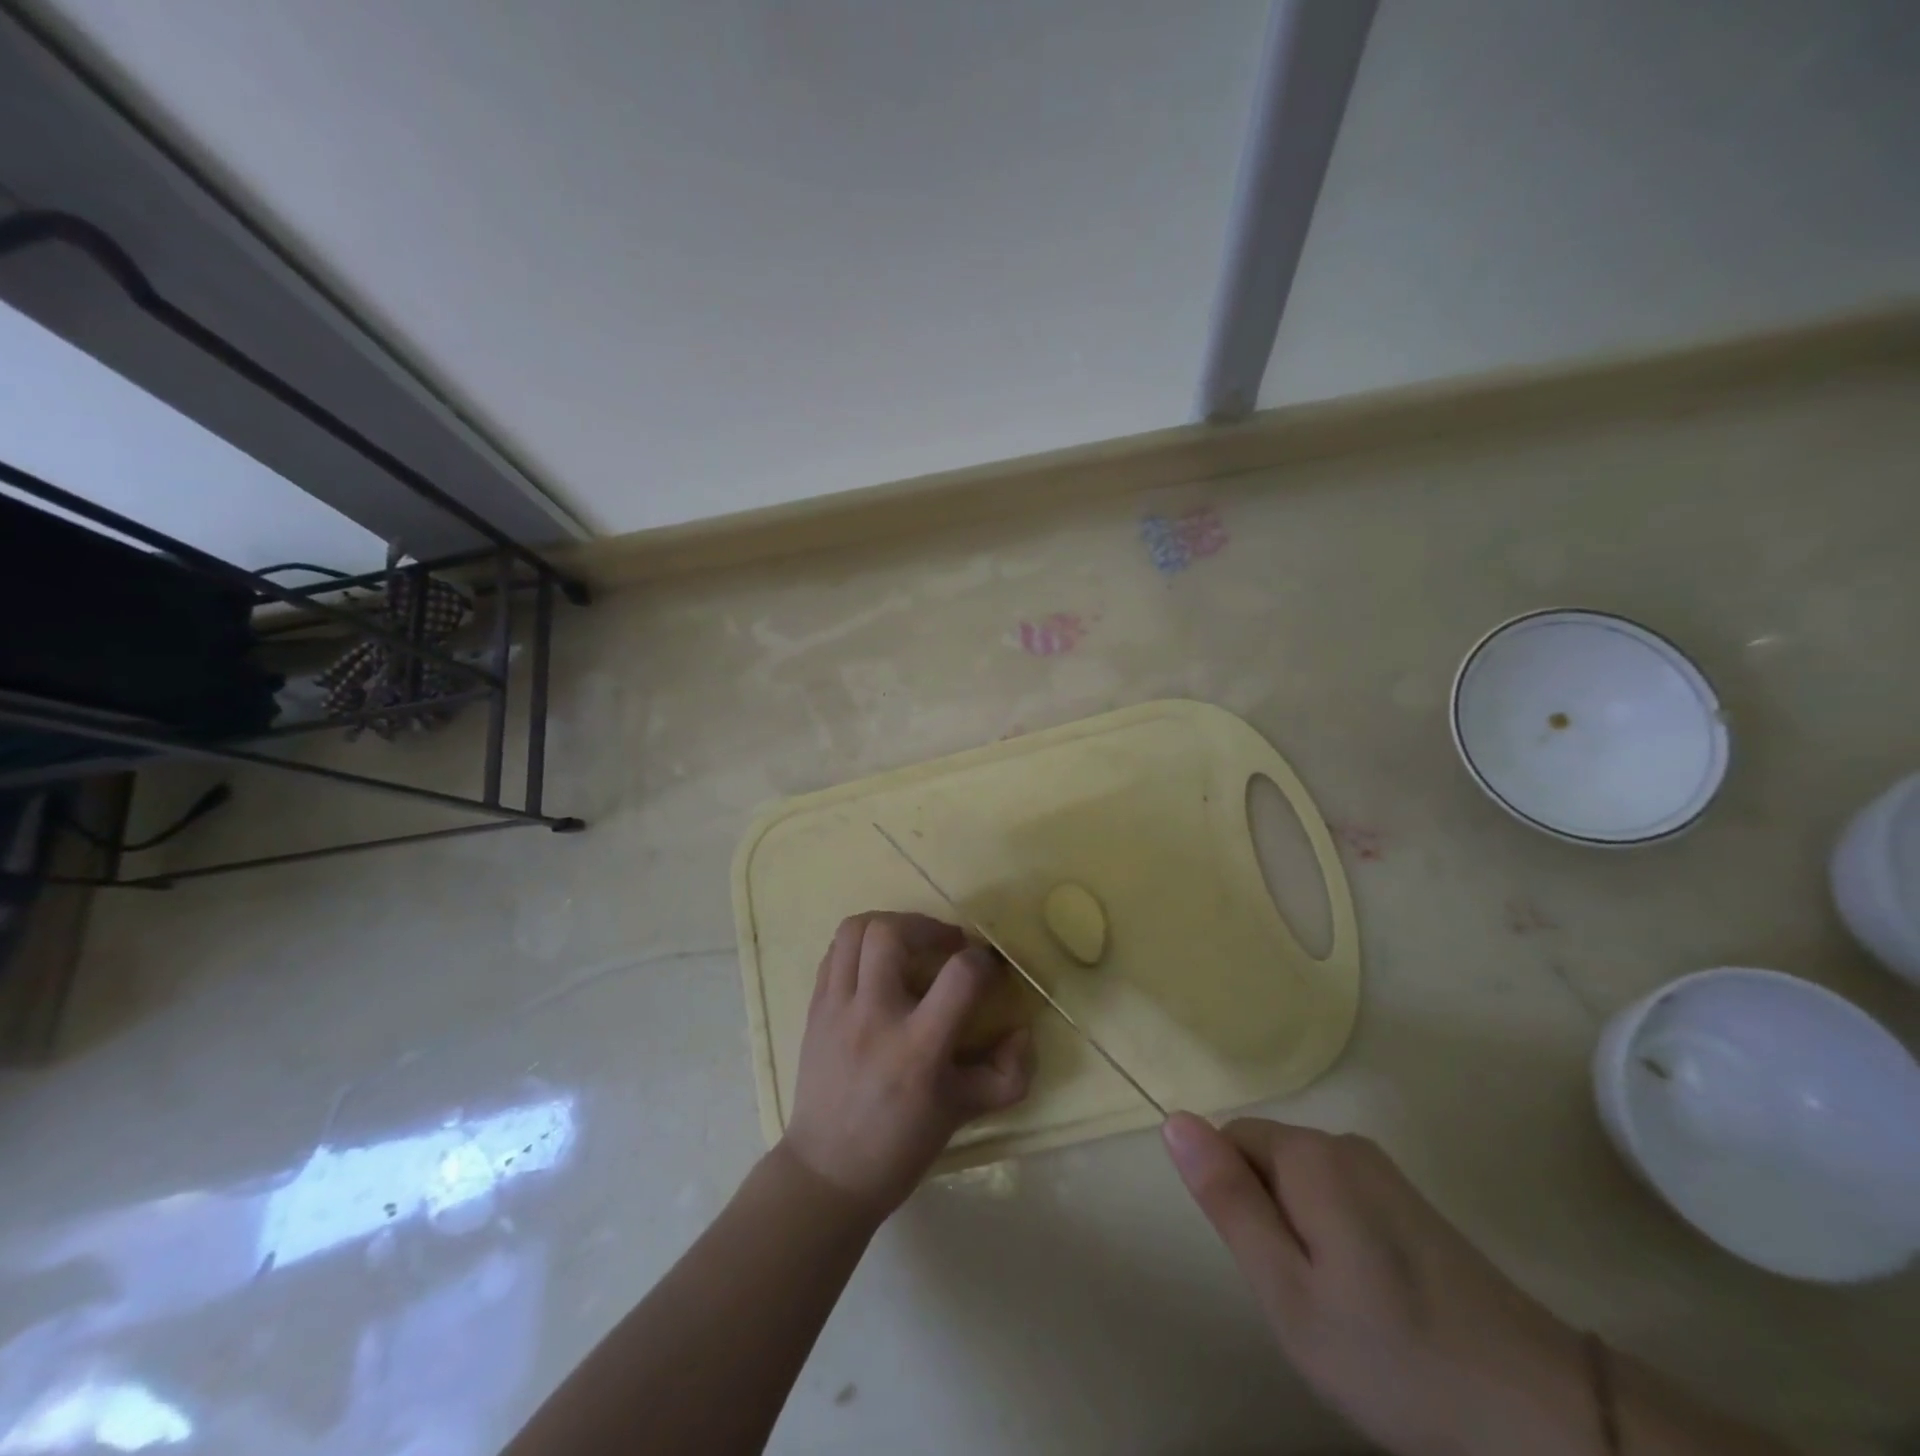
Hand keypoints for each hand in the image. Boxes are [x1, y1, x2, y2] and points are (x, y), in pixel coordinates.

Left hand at [780, 913, 1034, 1221]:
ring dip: (889, 924)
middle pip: (890, 933)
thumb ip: (1008, 1073)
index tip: (988, 969)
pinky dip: (860, 946)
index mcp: (918, 1048)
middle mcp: (874, 1017)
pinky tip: (877, 965)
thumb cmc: (901, 1144)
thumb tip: (1022, 1030)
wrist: (828, 1172)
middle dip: (926, 926)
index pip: (959, 976)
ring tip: (908, 942)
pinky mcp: (814, 1009)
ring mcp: (837, 1009)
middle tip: (945, 944)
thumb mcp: (966, 1112)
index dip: (982, 961)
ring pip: (854, 930)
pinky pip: (835, 952)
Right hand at [1162, 1114, 1586, 1455]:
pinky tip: (1375, 1304)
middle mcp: (1345, 1143)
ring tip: (1340, 1307)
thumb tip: (1173, 1119)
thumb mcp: (1286, 1290)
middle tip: (1304, 1296)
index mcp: (1310, 1154)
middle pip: (1268, 1159)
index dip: (1234, 1201)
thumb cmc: (1393, 1354)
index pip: (1230, 1139)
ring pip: (1303, 1184)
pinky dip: (1337, 1242)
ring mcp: (1385, 1172)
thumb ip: (1227, 1199)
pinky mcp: (1413, 1203)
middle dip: (1267, 1217)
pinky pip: (1341, 1200)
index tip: (1268, 1265)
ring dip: (1301, 1233)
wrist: (1545, 1415)